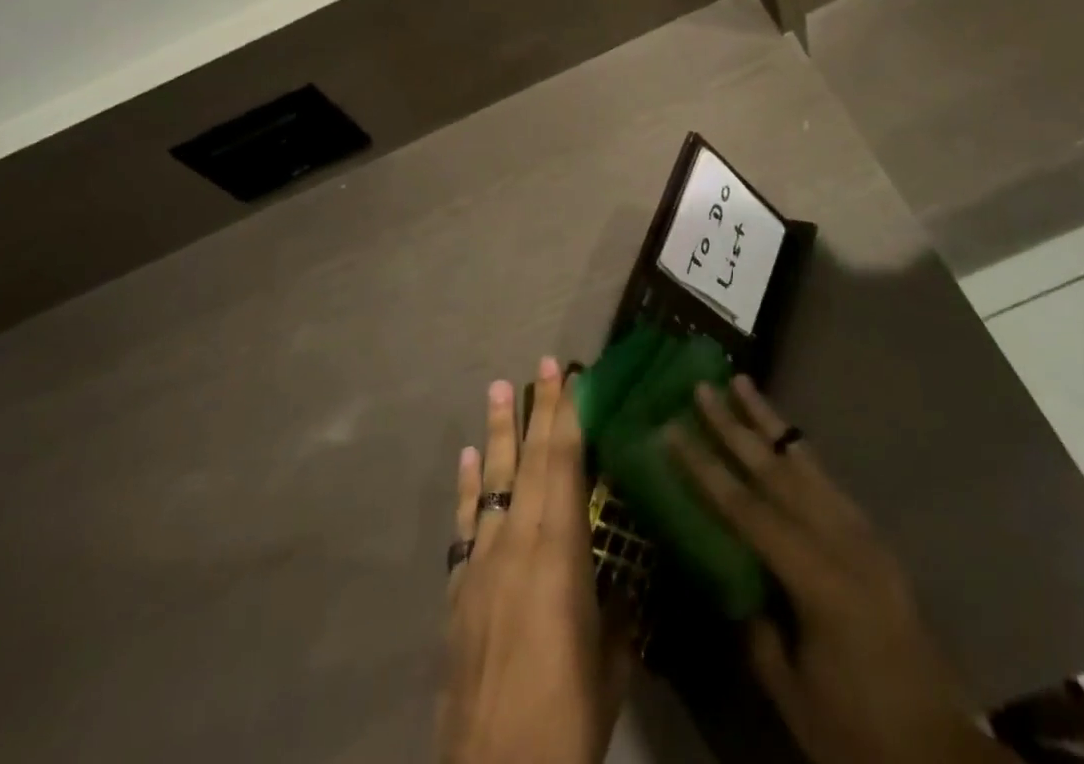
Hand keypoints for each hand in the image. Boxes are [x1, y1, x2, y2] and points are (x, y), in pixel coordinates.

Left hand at [439, 358, 630, 763]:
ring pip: (491, 481)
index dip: (566, 416)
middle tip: (541, 364)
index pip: (563, 466)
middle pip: (528, 461)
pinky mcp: (458, 590)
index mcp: (558, 555)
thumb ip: (616, 612)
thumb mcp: (610, 664)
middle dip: (537, 409)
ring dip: (497, 432)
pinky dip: (466, 485)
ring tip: (497, 388)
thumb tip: (625, 580)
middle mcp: (516, 544)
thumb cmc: (566, 719)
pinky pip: (464, 523)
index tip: (567, 375)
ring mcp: (481, 563)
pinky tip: (467, 456)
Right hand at [671, 377, 1009, 763]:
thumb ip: (758, 632)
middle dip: (735, 426)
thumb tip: (735, 583)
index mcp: (818, 580)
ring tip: (742, 384)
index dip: (705, 469)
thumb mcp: (794, 697)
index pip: (747, 510)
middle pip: (777, 471)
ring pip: (807, 463)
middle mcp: (843, 542)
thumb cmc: (862, 735)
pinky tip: (784, 440)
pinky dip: (800, 453)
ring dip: (770, 423)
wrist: (945, 758)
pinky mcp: (875, 541)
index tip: (672, 430)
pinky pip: (828, 483)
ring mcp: (864, 536)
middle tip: (704, 387)